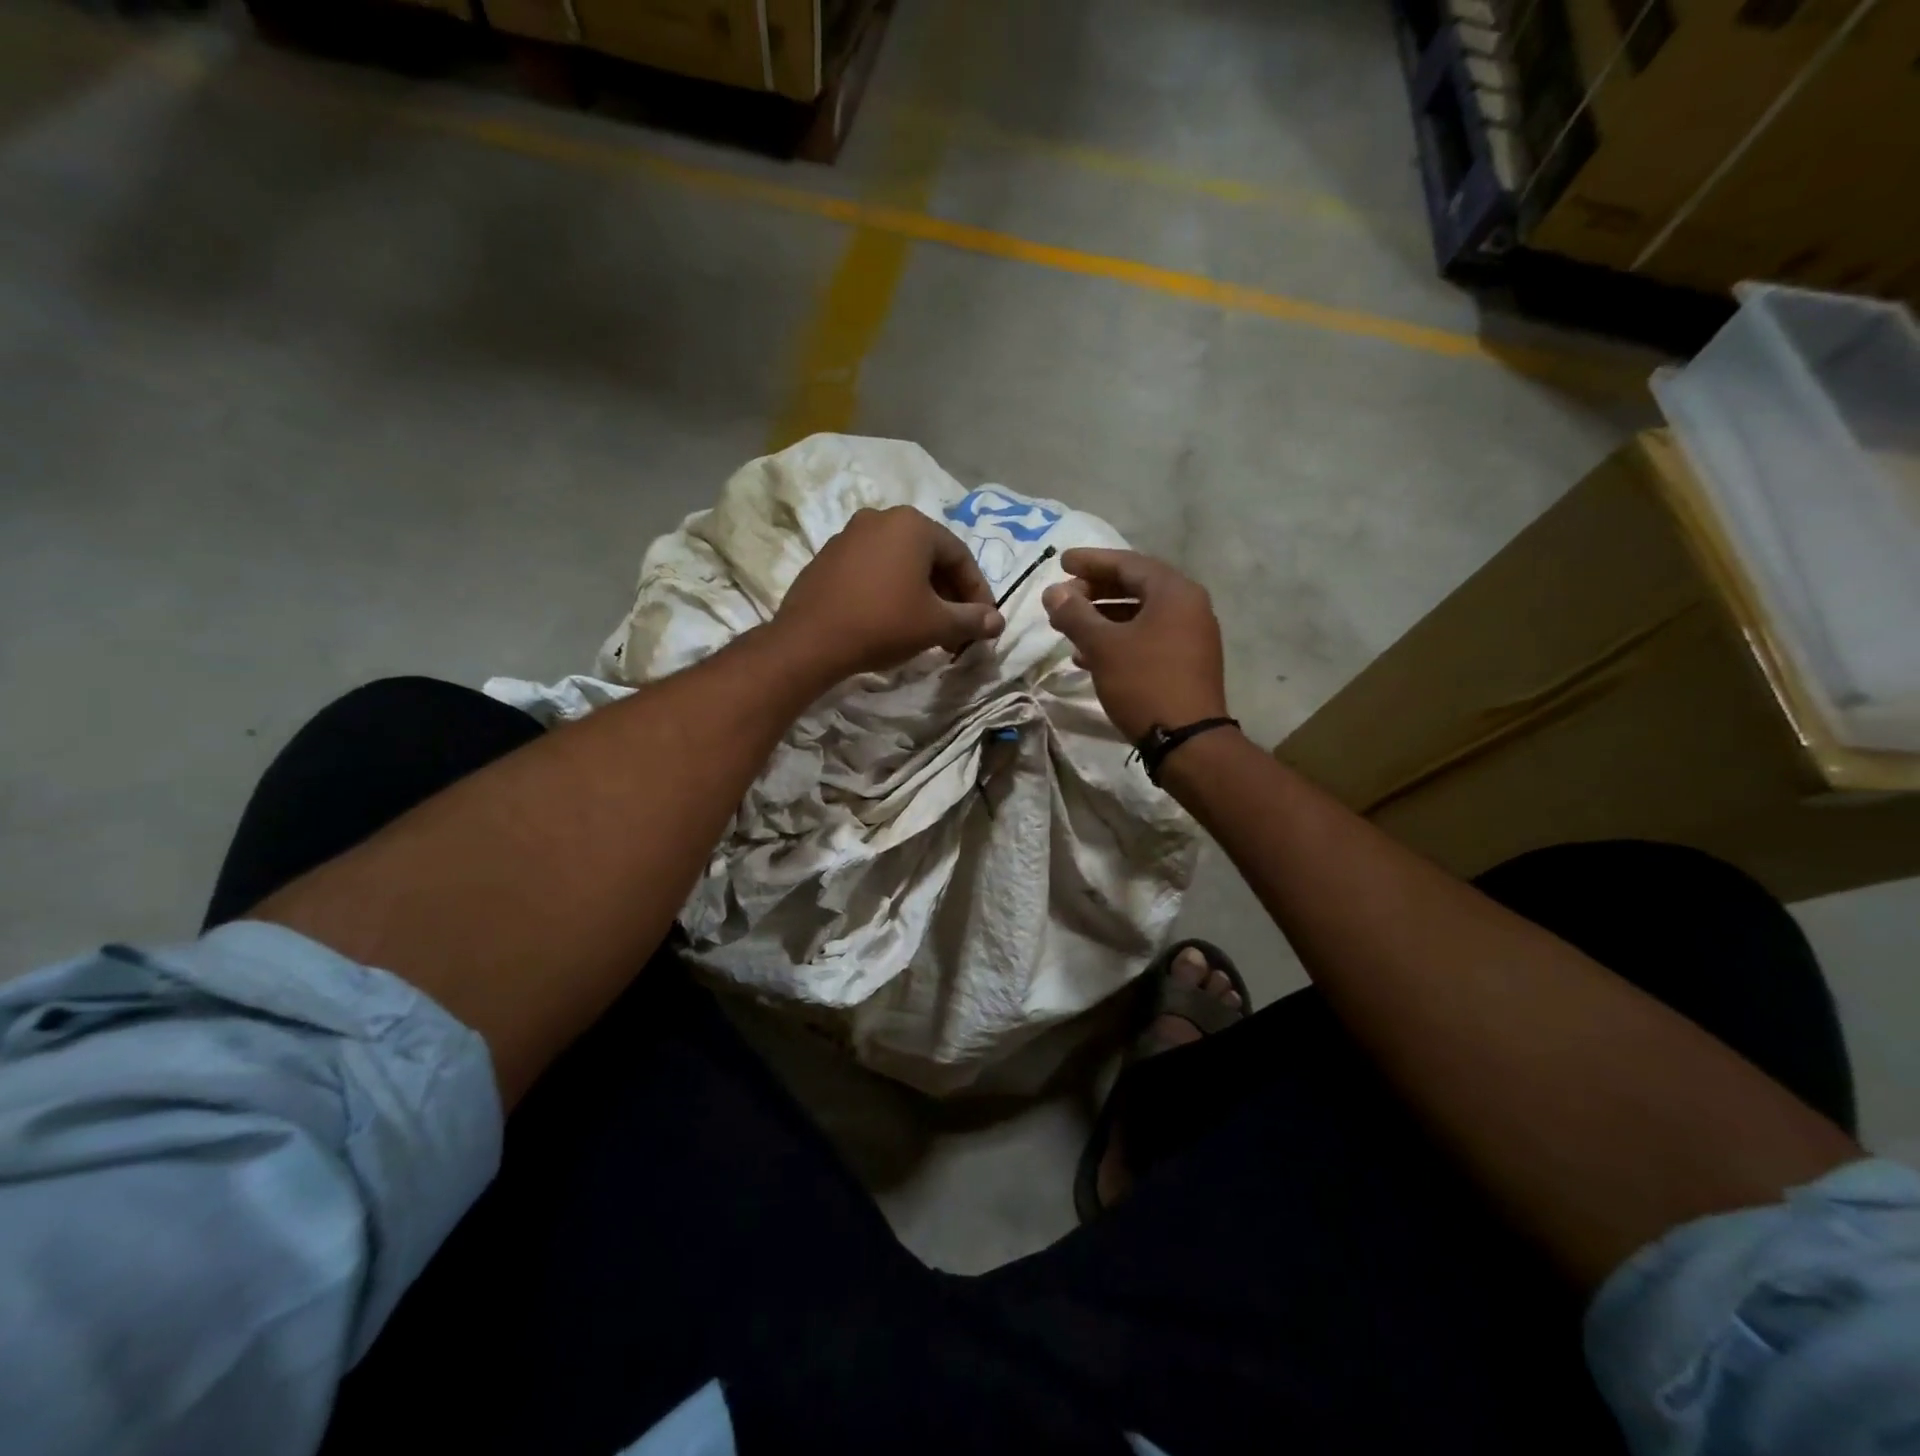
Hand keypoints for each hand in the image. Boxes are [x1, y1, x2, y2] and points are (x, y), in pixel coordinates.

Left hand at [772, 506, 1004, 683]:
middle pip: (930, 558)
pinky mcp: (828, 557)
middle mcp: (881, 518)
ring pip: (901, 564)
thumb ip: (972, 619)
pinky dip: (892, 591)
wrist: (811, 641)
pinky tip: (893, 621)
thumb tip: (997, 622)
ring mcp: (850, 535)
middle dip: (949, 596)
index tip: (983, 623)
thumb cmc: (883, 624)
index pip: (960, 557)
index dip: (978, 592)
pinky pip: (873, 570)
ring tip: (928, 630)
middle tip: (957, 630)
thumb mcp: (936, 624)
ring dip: (922, 595)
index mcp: (913, 525)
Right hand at [1042, 548, 1227, 741]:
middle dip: (1094, 591)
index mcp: (1174, 592)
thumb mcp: (1102, 646)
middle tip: (1063, 598)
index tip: (1061, 562)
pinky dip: (1118, 639)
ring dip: (1102, 618)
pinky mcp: (1186, 662)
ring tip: (1068, 628)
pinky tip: (1087, 657)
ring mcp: (1191, 635)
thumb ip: (1075, 614)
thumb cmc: (1144, 682)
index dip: (1091, 561)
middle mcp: (1188, 606)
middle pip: (1135, 586)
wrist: (1187, 740)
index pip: (1127, 563)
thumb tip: (1053, 592)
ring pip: (1139, 615)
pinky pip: (1147, 637)